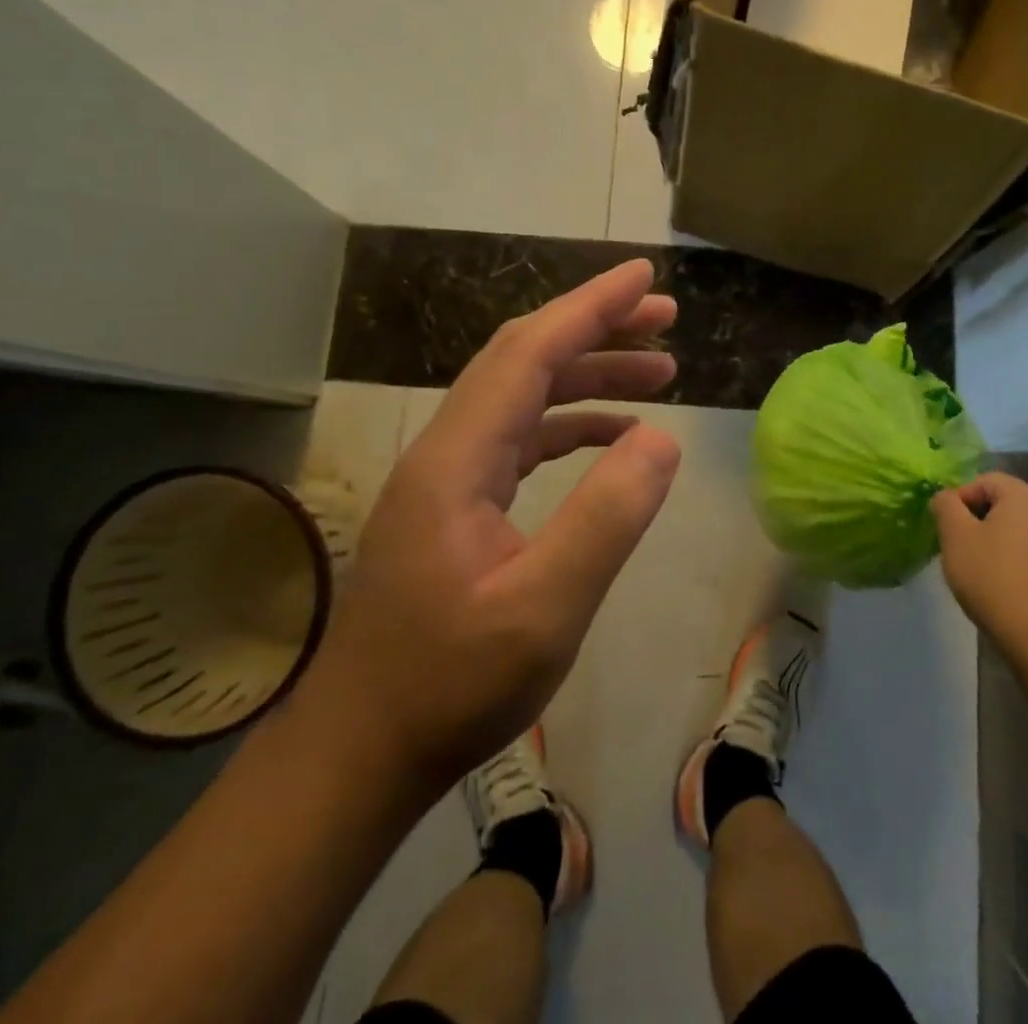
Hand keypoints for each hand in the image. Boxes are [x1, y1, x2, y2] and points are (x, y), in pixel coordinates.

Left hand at [305, 260, 681, 797]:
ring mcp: (449, 477)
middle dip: (596, 329)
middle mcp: (448, 450)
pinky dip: (572, 424)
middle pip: (525, 360)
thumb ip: (606, 519)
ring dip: (590, 376)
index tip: (644, 277)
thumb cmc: (450, 685)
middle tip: (665, 318)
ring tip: (660, 374)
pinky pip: (522, 439)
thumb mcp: (545, 609)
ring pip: (525, 397)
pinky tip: (616, 438)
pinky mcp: (458, 505)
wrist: (362, 750)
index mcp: (458, 458)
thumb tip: (662, 439)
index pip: (529, 352)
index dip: (589, 307)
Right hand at [931, 472, 1027, 651]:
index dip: (959, 499)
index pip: (984, 481)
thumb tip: (946, 498)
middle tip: (957, 546)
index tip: (945, 527)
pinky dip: (1013, 561)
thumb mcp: (955, 535)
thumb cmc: (992, 576)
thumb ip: (945, 505)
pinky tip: (1000, 586)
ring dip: (995, 541)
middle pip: (1003, 504)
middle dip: (976, 520)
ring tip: (976, 568)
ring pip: (1018, 530)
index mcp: (1026, 496)